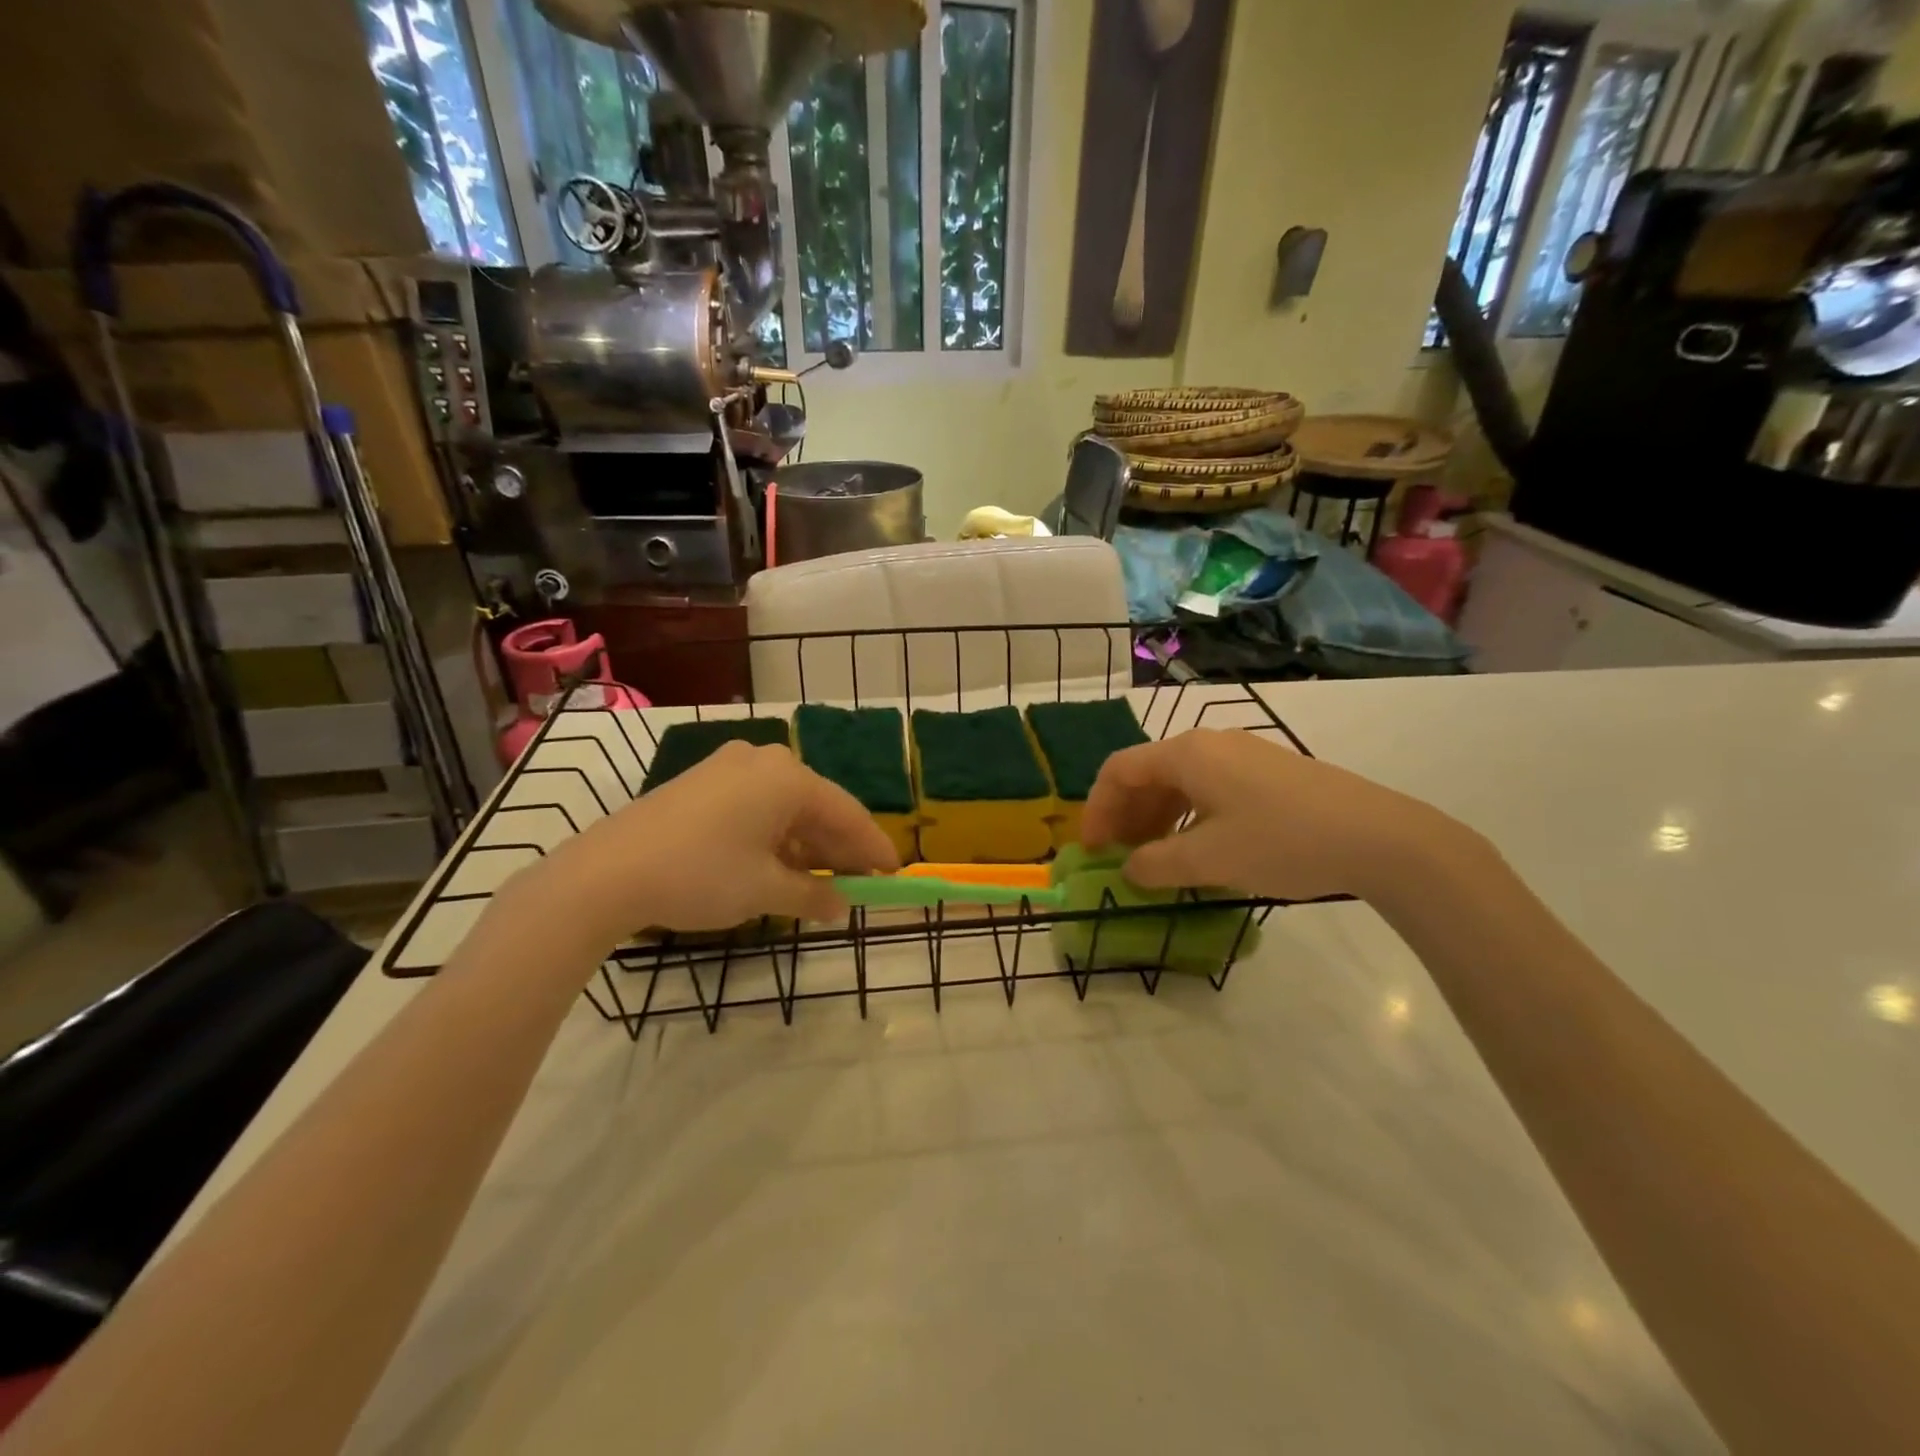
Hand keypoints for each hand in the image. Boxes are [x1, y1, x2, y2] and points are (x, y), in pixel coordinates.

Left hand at [525, 741, 898, 941]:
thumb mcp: (764, 890)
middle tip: (860, 883)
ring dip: (806, 846)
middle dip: (839, 848)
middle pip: (818, 807)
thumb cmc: (700, 875)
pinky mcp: (703, 783)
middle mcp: (763, 761)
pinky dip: (775, 837)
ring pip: (786, 808)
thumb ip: (813, 897)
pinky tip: (779, 866)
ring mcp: (729, 768)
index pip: (847, 813)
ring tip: (821, 884)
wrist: (606, 873)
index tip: (893, 874)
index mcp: (788, 778)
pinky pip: (756, 807)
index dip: (873, 847)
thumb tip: (842, 908)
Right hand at [1078, 729, 1466, 903]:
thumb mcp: (1209, 860)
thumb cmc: (1281, 842)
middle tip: (1118, 858)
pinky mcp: (1267, 772)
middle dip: (1125, 815)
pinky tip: (1195, 849)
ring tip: (1153, 859)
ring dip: (1156, 818)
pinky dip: (1187, 816)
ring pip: (1179, 782)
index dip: (1096, 809)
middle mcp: (1209, 744)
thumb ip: (1156, 865)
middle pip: (1147, 773)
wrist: (1378, 837)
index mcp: (1186, 754)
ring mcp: (1242, 754)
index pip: (1118, 770)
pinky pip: (1208, 788)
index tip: (1092, 850)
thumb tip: (1129, 871)